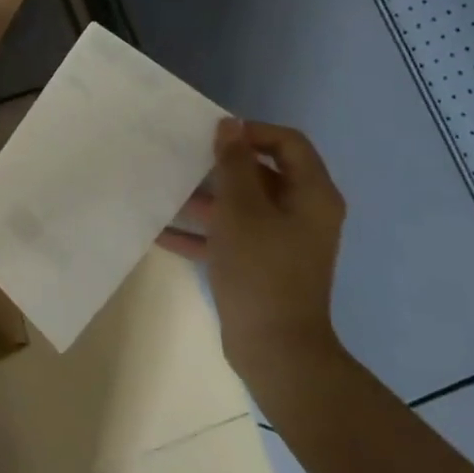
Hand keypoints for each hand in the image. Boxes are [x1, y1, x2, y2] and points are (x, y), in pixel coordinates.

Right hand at [158, 119, 347, 384]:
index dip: (250, 132)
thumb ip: (234, 164)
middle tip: (183, 159)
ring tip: (166, 192)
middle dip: (221, 166)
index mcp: (311, 194)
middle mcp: (303, 213)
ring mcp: (283, 241)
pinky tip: (162, 232)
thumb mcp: (241, 209)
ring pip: (243, 206)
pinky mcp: (263, 265)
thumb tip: (231, 125)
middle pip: (263, 173)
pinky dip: (203, 232)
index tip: (211, 137)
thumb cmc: (260, 269)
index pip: (286, 142)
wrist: (275, 348)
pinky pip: (232, 237)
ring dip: (206, 199)